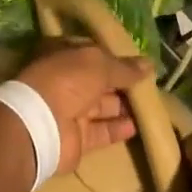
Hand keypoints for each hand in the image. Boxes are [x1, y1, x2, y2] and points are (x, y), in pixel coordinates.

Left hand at [15, 41, 153, 177]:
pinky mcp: (76, 138)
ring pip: (101, 107)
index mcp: (62, 57)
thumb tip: (149, 65)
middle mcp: (64, 82)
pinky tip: (137, 126)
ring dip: (123, 106)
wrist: (40, 124)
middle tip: (151, 85)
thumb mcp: (98, 64)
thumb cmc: (66, 81)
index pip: (91, 53)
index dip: (113, 56)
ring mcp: (68, 111)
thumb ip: (124, 67)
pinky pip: (101, 131)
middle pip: (98, 82)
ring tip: (150, 105)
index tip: (138, 61)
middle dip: (122, 83)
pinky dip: (117, 129)